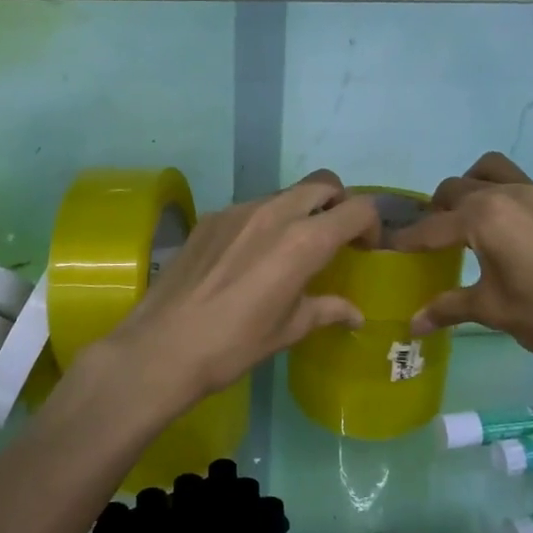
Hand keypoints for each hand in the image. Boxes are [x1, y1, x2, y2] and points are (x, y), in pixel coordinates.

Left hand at [104, 172, 381, 417]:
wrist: (162, 347)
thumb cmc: (234, 345)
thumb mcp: (288, 330)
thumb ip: (326, 310)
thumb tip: (355, 314)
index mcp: (304, 241)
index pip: (357, 208)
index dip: (371, 225)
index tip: (365, 249)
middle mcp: (275, 213)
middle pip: (323, 185)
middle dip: (339, 204)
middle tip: (335, 238)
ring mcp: (238, 210)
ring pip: (285, 194)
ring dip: (301, 211)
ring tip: (291, 248)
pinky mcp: (210, 217)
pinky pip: (251, 207)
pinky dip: (265, 222)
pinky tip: (249, 257)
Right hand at [394, 152, 532, 374]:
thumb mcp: (493, 311)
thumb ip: (449, 308)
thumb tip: (412, 324)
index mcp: (483, 216)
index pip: (432, 226)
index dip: (407, 240)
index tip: (386, 250)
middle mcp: (505, 194)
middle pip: (455, 189)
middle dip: (435, 212)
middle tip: (427, 244)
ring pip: (487, 173)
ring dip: (468, 191)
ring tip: (462, 226)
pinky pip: (513, 184)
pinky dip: (494, 196)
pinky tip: (498, 235)